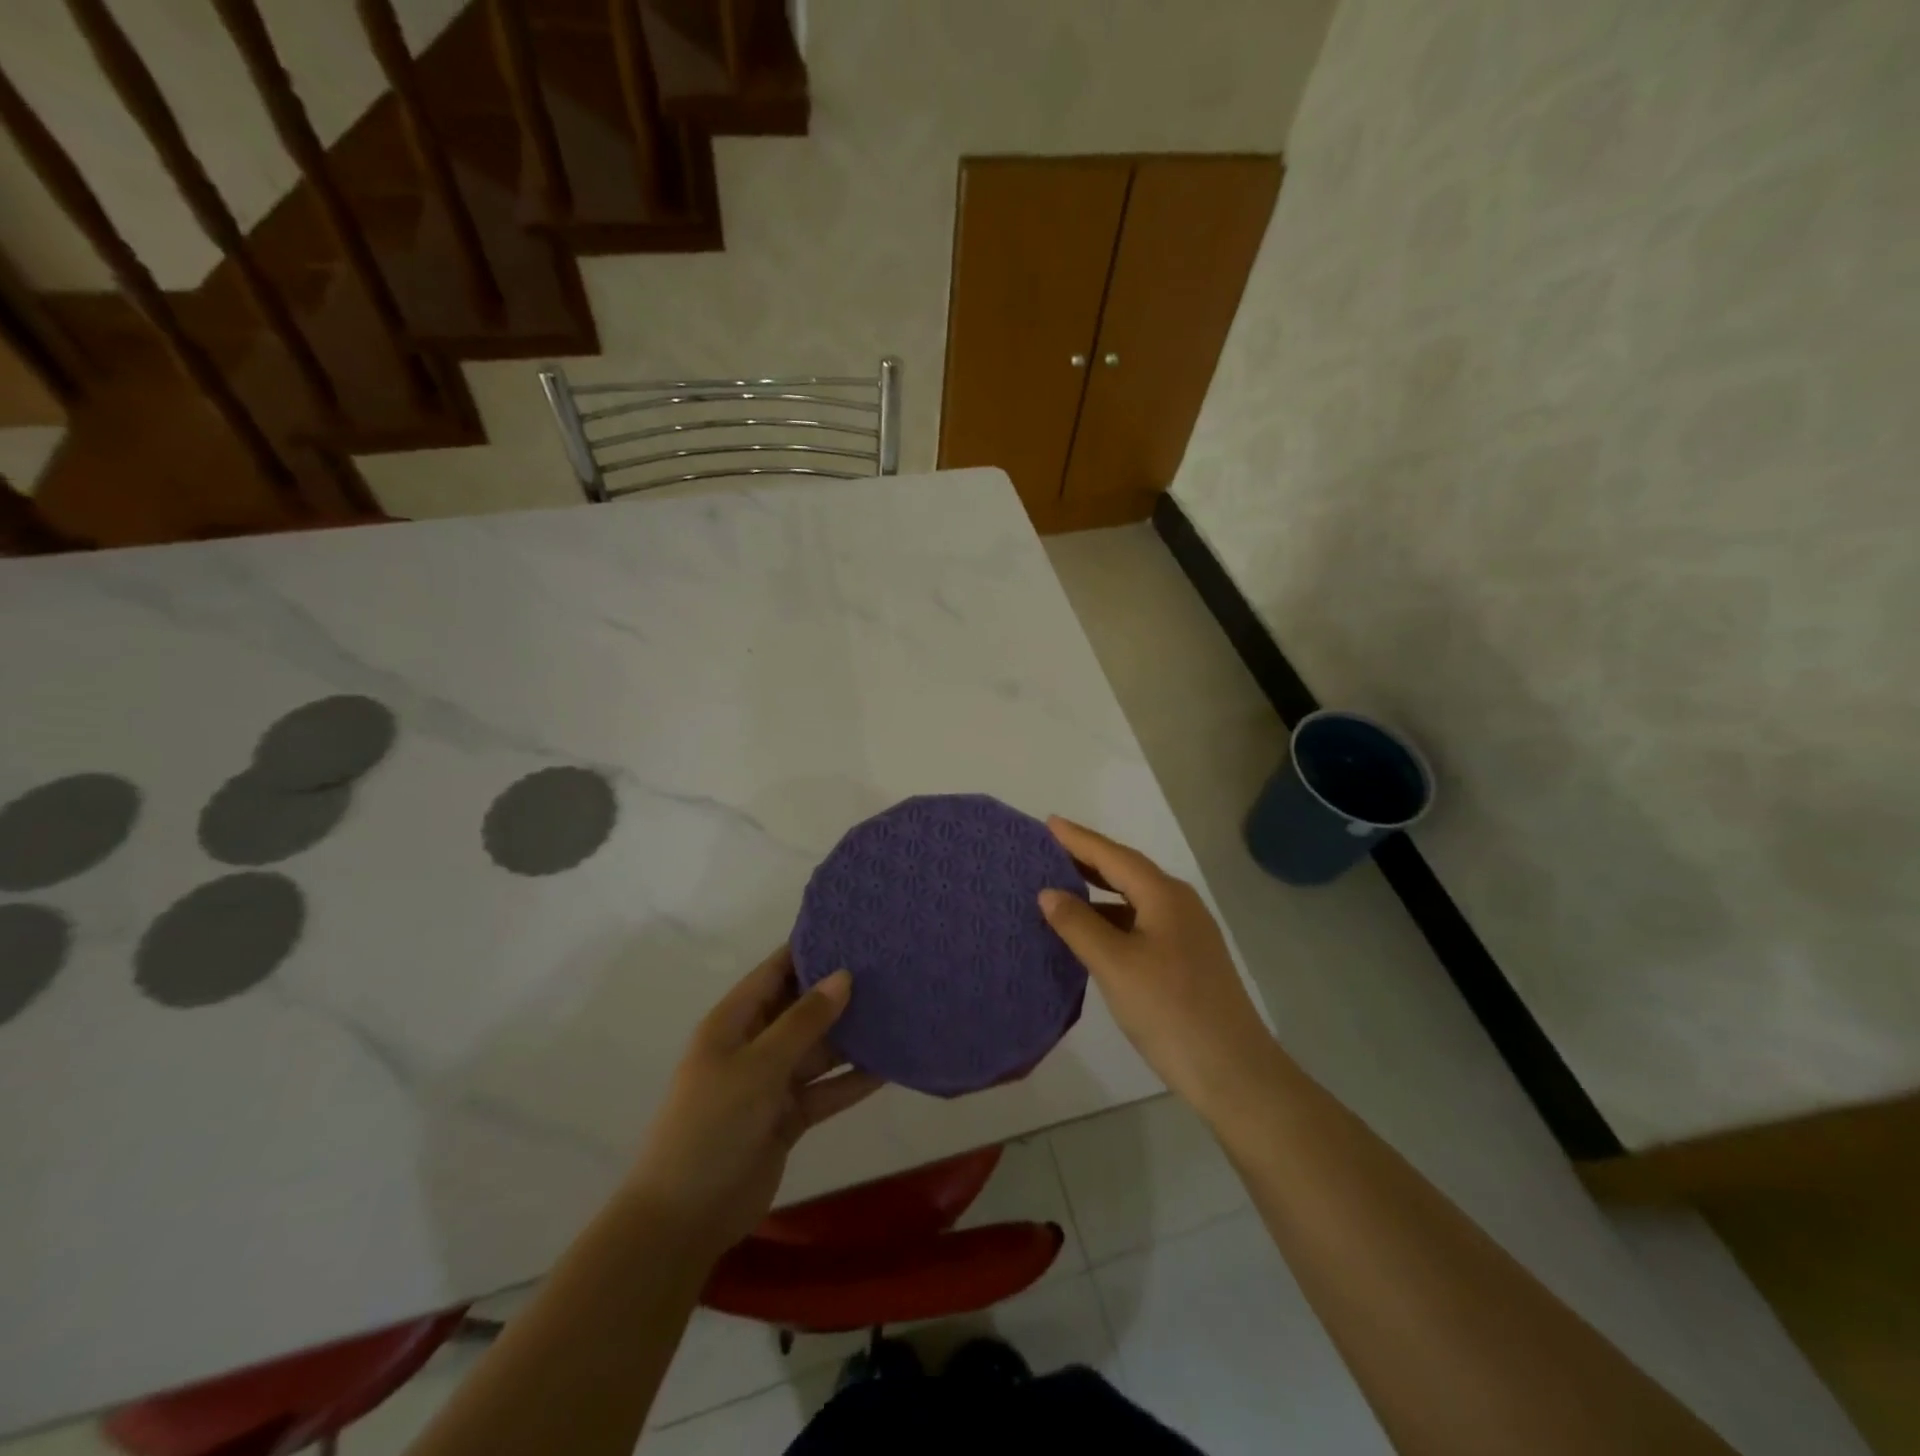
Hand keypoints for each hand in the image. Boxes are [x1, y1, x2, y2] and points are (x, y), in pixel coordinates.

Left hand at [626, 946, 881, 1261]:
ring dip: (852, 1036)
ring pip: (819, 1049)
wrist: (685, 1218)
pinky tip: (891, 1066)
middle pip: (802, 1009)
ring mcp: (772, 1083)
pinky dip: (853, 1081)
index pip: (775, 971)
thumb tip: (844, 975)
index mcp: (734, 1022)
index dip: (808, 949)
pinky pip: (826, 1089)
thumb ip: (803, 1022)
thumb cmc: (712, 1125)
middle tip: (889, 968)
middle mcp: (754, 1045)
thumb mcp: (758, 1067)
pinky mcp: (788, 1116)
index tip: (852, 929)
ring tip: (898, 1011)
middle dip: (839, 992)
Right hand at [1039, 817, 1284, 1121]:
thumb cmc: (1170, 1011)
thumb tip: (1049, 892)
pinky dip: (1112, 918)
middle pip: (1127, 871)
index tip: (1048, 823)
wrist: (1233, 1072)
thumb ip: (1079, 925)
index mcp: (1164, 896)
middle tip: (1048, 850)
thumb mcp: (1115, 965)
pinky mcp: (1186, 959)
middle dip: (1088, 859)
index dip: (1079, 839)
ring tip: (1061, 887)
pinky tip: (1091, 933)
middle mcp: (1179, 904)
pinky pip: (1141, 922)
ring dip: (1099, 891)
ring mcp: (1186, 933)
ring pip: (1134, 899)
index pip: (1113, 856)